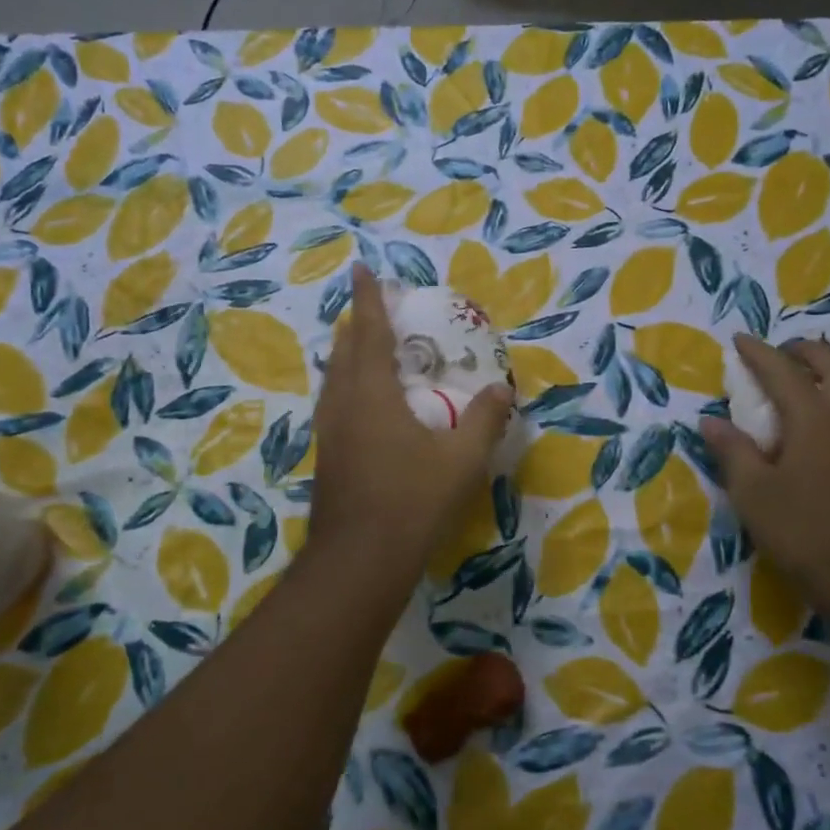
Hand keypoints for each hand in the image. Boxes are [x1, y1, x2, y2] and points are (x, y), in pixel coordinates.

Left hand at [309, 266, 513, 590]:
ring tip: (364, 348)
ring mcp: (329, 433)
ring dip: (347, 356)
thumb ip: (484, 421)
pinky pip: (334, 404)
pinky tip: (362, 405)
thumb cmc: (412, 501)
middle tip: (373, 310)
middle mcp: (343, 405)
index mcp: (372, 394)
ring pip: (334, 379)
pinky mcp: (327, 457)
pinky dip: (347, 386)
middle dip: (357, 325)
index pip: (369, 332)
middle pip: (344, 352)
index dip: (367, 299)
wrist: (360, 559)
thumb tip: (502, 390)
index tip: (359, 270)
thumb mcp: (461, 460)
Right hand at [700, 335, 829, 618]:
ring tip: (795, 384)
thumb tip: (711, 422)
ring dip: (824, 372)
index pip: (782, 370)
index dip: (758, 352)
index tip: (739, 340)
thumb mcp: (752, 491)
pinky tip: (816, 423)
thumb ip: (732, 450)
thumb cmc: (803, 529)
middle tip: (777, 356)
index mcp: (815, 416)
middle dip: (803, 351)